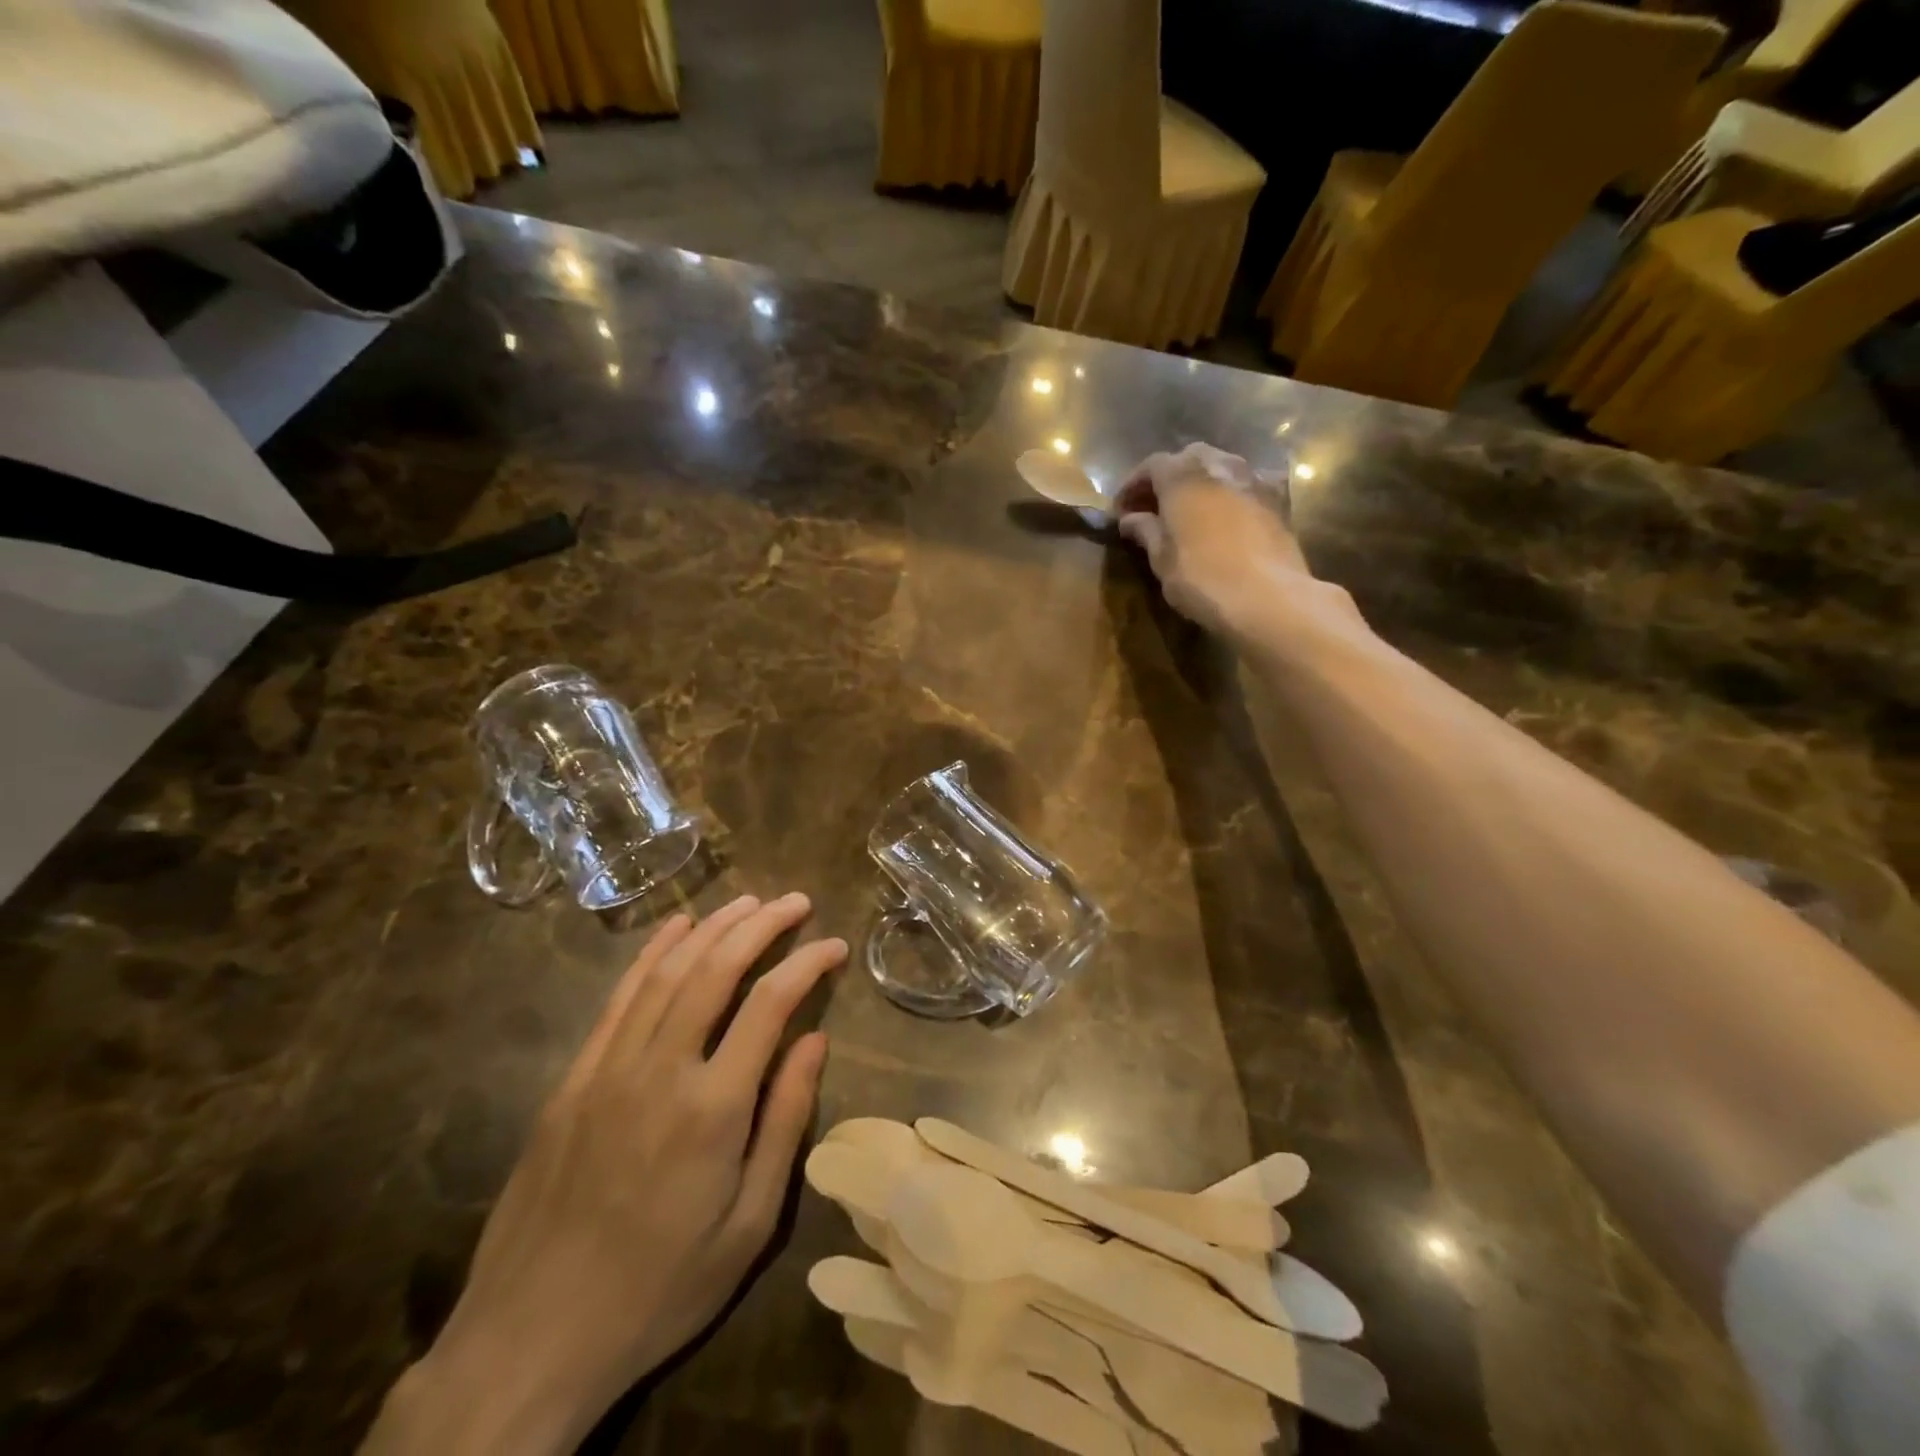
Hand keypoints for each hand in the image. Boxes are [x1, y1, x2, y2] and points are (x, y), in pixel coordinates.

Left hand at [366, 894, 845, 1455]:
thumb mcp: (749, 1226)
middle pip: (717, 969)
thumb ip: (785, 1124)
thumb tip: (816, 1042)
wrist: (530, 1340)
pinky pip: (619, 998)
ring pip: (668, 972)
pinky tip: (677, 928)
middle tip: (796, 902)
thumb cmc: (660, 1289)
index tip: (834, 945)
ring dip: (713, 927)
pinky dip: (652, 953)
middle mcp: (660, 1070)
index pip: (771, 1004)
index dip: (807, 963)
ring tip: (749, 902)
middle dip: (762, 925)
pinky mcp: (573, 1078)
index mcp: (713, 1108)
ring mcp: (608, 1068)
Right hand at [1115, 442, 1311, 636]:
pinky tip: (1226, 516)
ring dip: (1201, 483)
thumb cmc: (1202, 578)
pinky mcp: (1279, 499)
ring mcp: (1253, 478)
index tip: (1121, 511)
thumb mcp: (1161, 559)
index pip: (1151, 465)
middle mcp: (1219, 465)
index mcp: (1183, 476)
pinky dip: (1230, 494)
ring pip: (1221, 467)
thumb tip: (1130, 519)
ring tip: (1189, 511)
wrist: (1268, 597)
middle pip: (1188, 458)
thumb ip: (1145, 531)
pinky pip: (1247, 485)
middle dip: (1168, 478)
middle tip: (1154, 508)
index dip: (1133, 485)